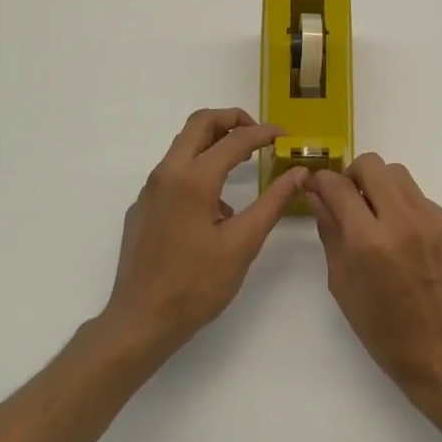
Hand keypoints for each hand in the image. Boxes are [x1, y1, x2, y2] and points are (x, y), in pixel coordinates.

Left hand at [101, 108, 308, 358]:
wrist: (141, 321)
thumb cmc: (196, 285)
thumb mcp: (243, 243)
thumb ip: (273, 203)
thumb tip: (300, 173)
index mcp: (193, 179)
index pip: (235, 139)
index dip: (264, 133)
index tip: (286, 137)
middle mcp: (167, 173)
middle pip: (199, 123)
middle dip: (232, 120)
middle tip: (259, 135)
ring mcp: (150, 190)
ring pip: (183, 146)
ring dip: (214, 143)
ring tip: (243, 166)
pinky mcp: (143, 207)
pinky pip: (173, 173)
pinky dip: (198, 169)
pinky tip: (215, 207)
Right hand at [305, 153, 441, 405]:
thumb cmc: (383, 329)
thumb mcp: (342, 284)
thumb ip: (330, 232)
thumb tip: (318, 195)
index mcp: (369, 241)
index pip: (338, 186)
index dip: (322, 181)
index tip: (317, 187)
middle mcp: (404, 221)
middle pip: (373, 165)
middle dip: (353, 176)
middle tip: (351, 200)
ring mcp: (436, 221)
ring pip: (401, 177)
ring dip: (382, 189)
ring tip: (379, 220)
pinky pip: (424, 202)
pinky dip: (408, 212)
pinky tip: (409, 244)